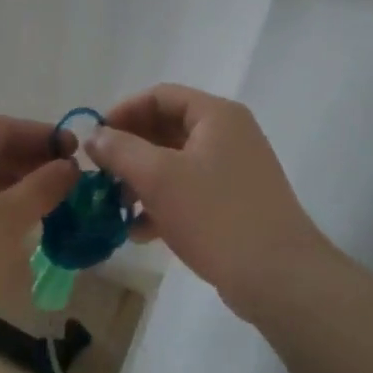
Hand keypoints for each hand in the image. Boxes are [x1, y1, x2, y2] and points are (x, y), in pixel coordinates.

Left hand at [0, 116, 79, 341]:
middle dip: (28, 163)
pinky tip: (10, 226)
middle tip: (67, 182)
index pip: (2, 128)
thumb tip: (68, 167)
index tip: (77, 153)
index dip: (43, 137)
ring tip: (46, 205)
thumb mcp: (5, 219)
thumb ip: (42, 188)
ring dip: (11, 187)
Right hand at [86, 84, 333, 320]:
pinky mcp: (234, 204)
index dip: (123, 111)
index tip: (94, 139)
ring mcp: (234, 171)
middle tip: (100, 173)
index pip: (160, 96)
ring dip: (141, 180)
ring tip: (115, 206)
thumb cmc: (216, 216)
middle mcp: (229, 136)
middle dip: (130, 150)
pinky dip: (162, 204)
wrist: (278, 277)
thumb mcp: (158, 177)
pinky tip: (139, 231)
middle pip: (167, 128)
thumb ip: (120, 150)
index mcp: (216, 116)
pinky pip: (189, 192)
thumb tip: (94, 136)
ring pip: (175, 164)